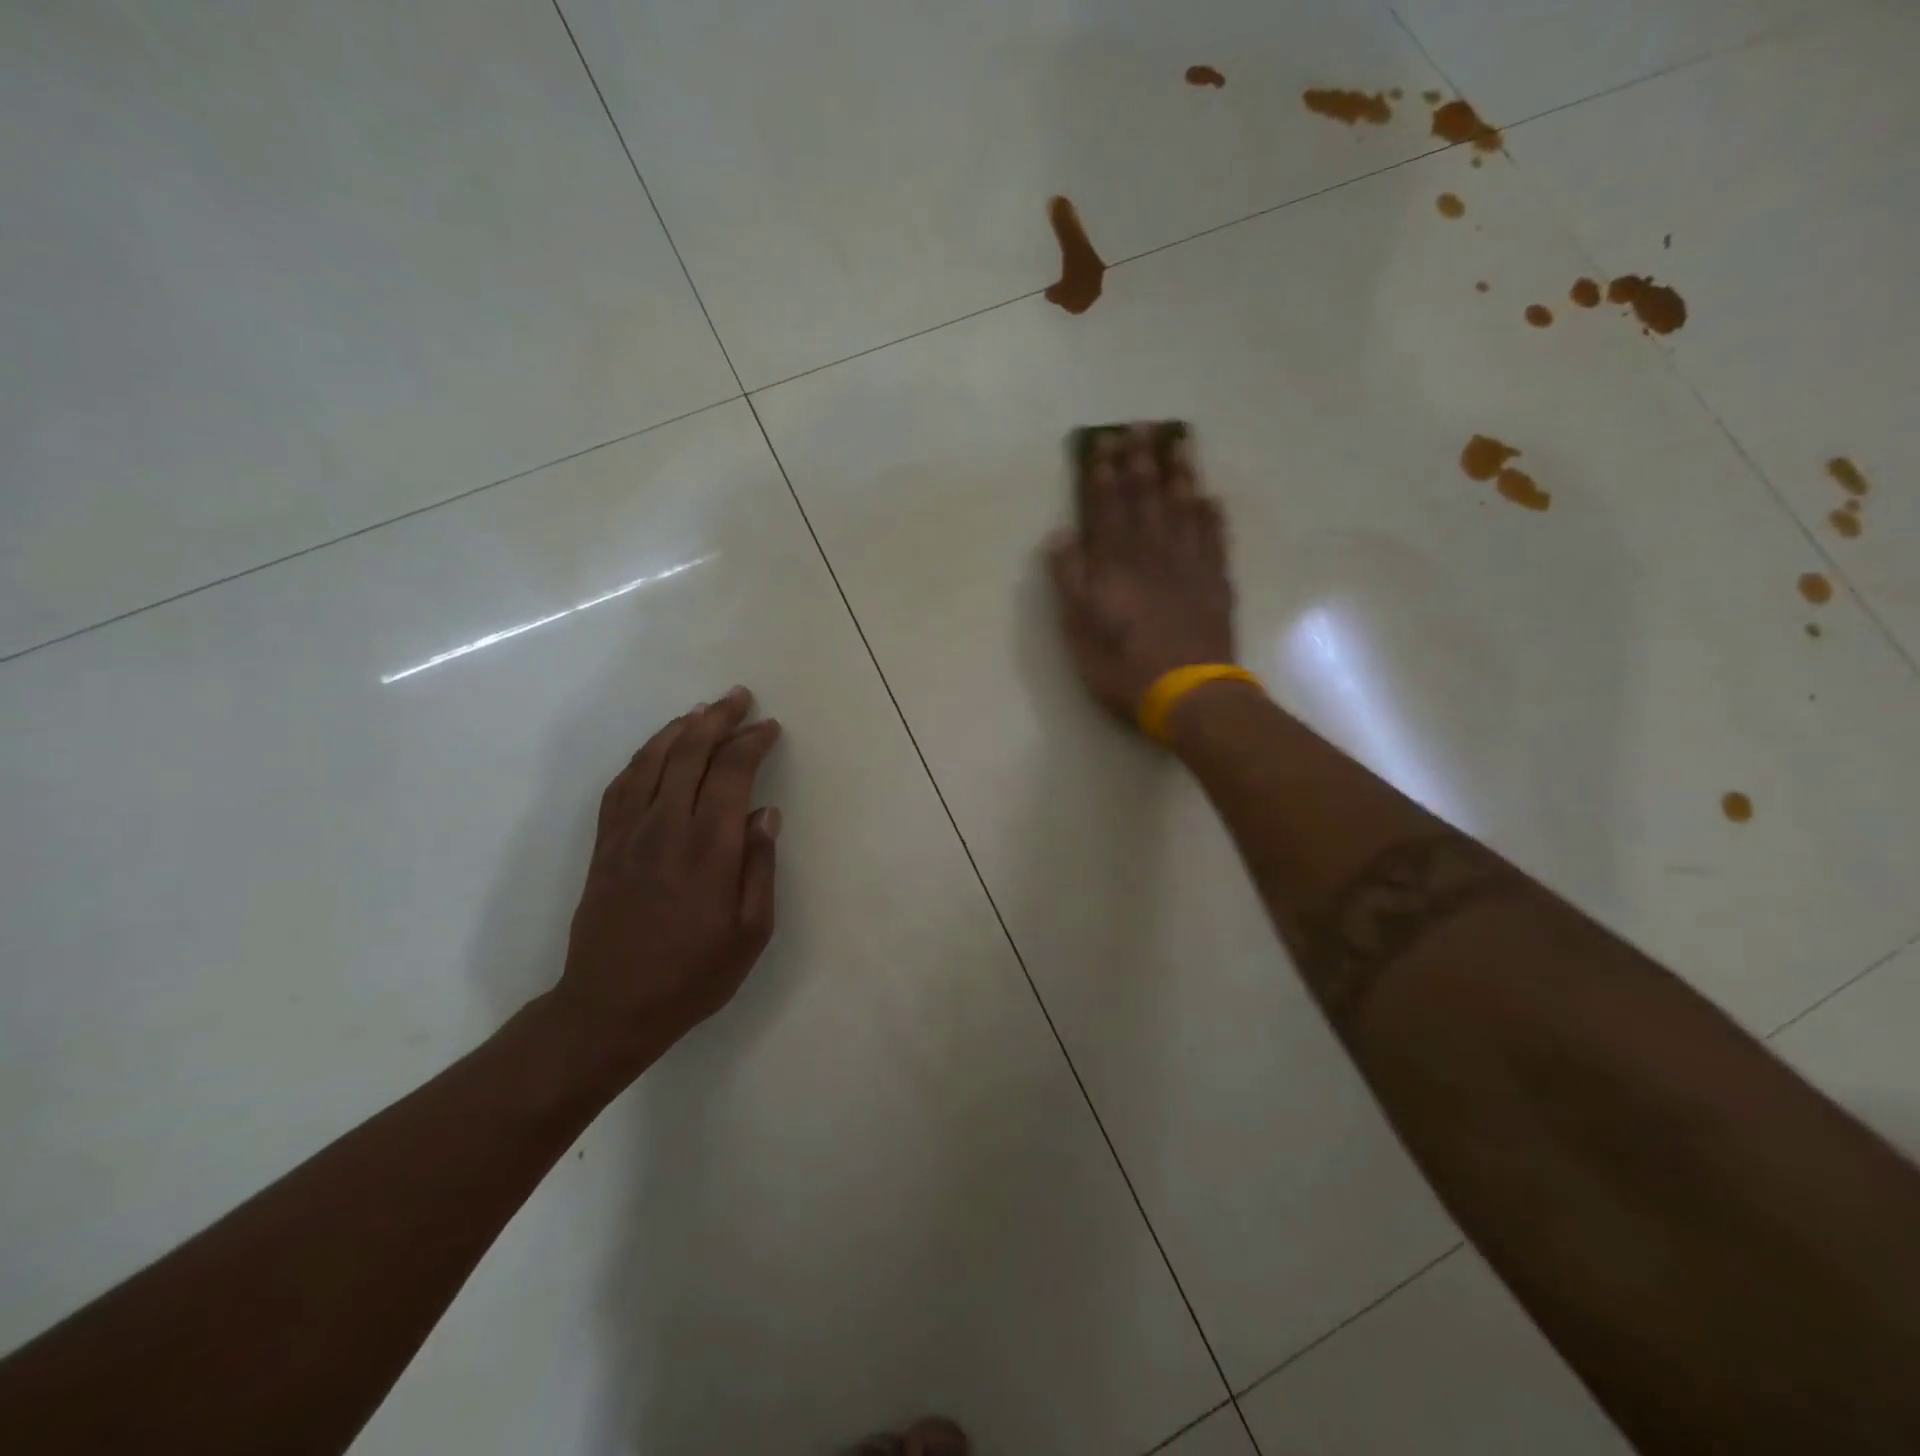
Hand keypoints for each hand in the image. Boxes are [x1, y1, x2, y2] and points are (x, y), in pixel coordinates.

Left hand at [554, 687, 782, 1077]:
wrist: (610, 1006)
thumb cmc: (693, 974)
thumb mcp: (750, 932)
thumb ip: (760, 867)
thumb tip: (766, 813)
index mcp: (709, 847)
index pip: (732, 773)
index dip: (752, 742)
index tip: (769, 727)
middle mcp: (667, 827)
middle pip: (691, 753)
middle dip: (718, 719)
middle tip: (739, 697)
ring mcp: (629, 832)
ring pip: (653, 760)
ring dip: (680, 728)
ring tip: (702, 711)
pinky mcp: (605, 844)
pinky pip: (622, 785)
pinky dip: (642, 756)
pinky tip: (657, 748)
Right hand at [1046, 423, 1236, 723]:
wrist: (1189, 694)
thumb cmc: (1124, 667)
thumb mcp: (1079, 631)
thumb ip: (1070, 581)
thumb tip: (1061, 535)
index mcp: (1115, 565)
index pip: (1106, 509)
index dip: (1103, 475)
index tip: (1103, 443)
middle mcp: (1153, 554)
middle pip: (1145, 498)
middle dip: (1140, 461)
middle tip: (1140, 427)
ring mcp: (1189, 565)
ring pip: (1183, 508)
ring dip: (1179, 474)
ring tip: (1178, 443)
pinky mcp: (1216, 582)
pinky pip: (1215, 537)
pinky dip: (1211, 514)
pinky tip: (1210, 497)